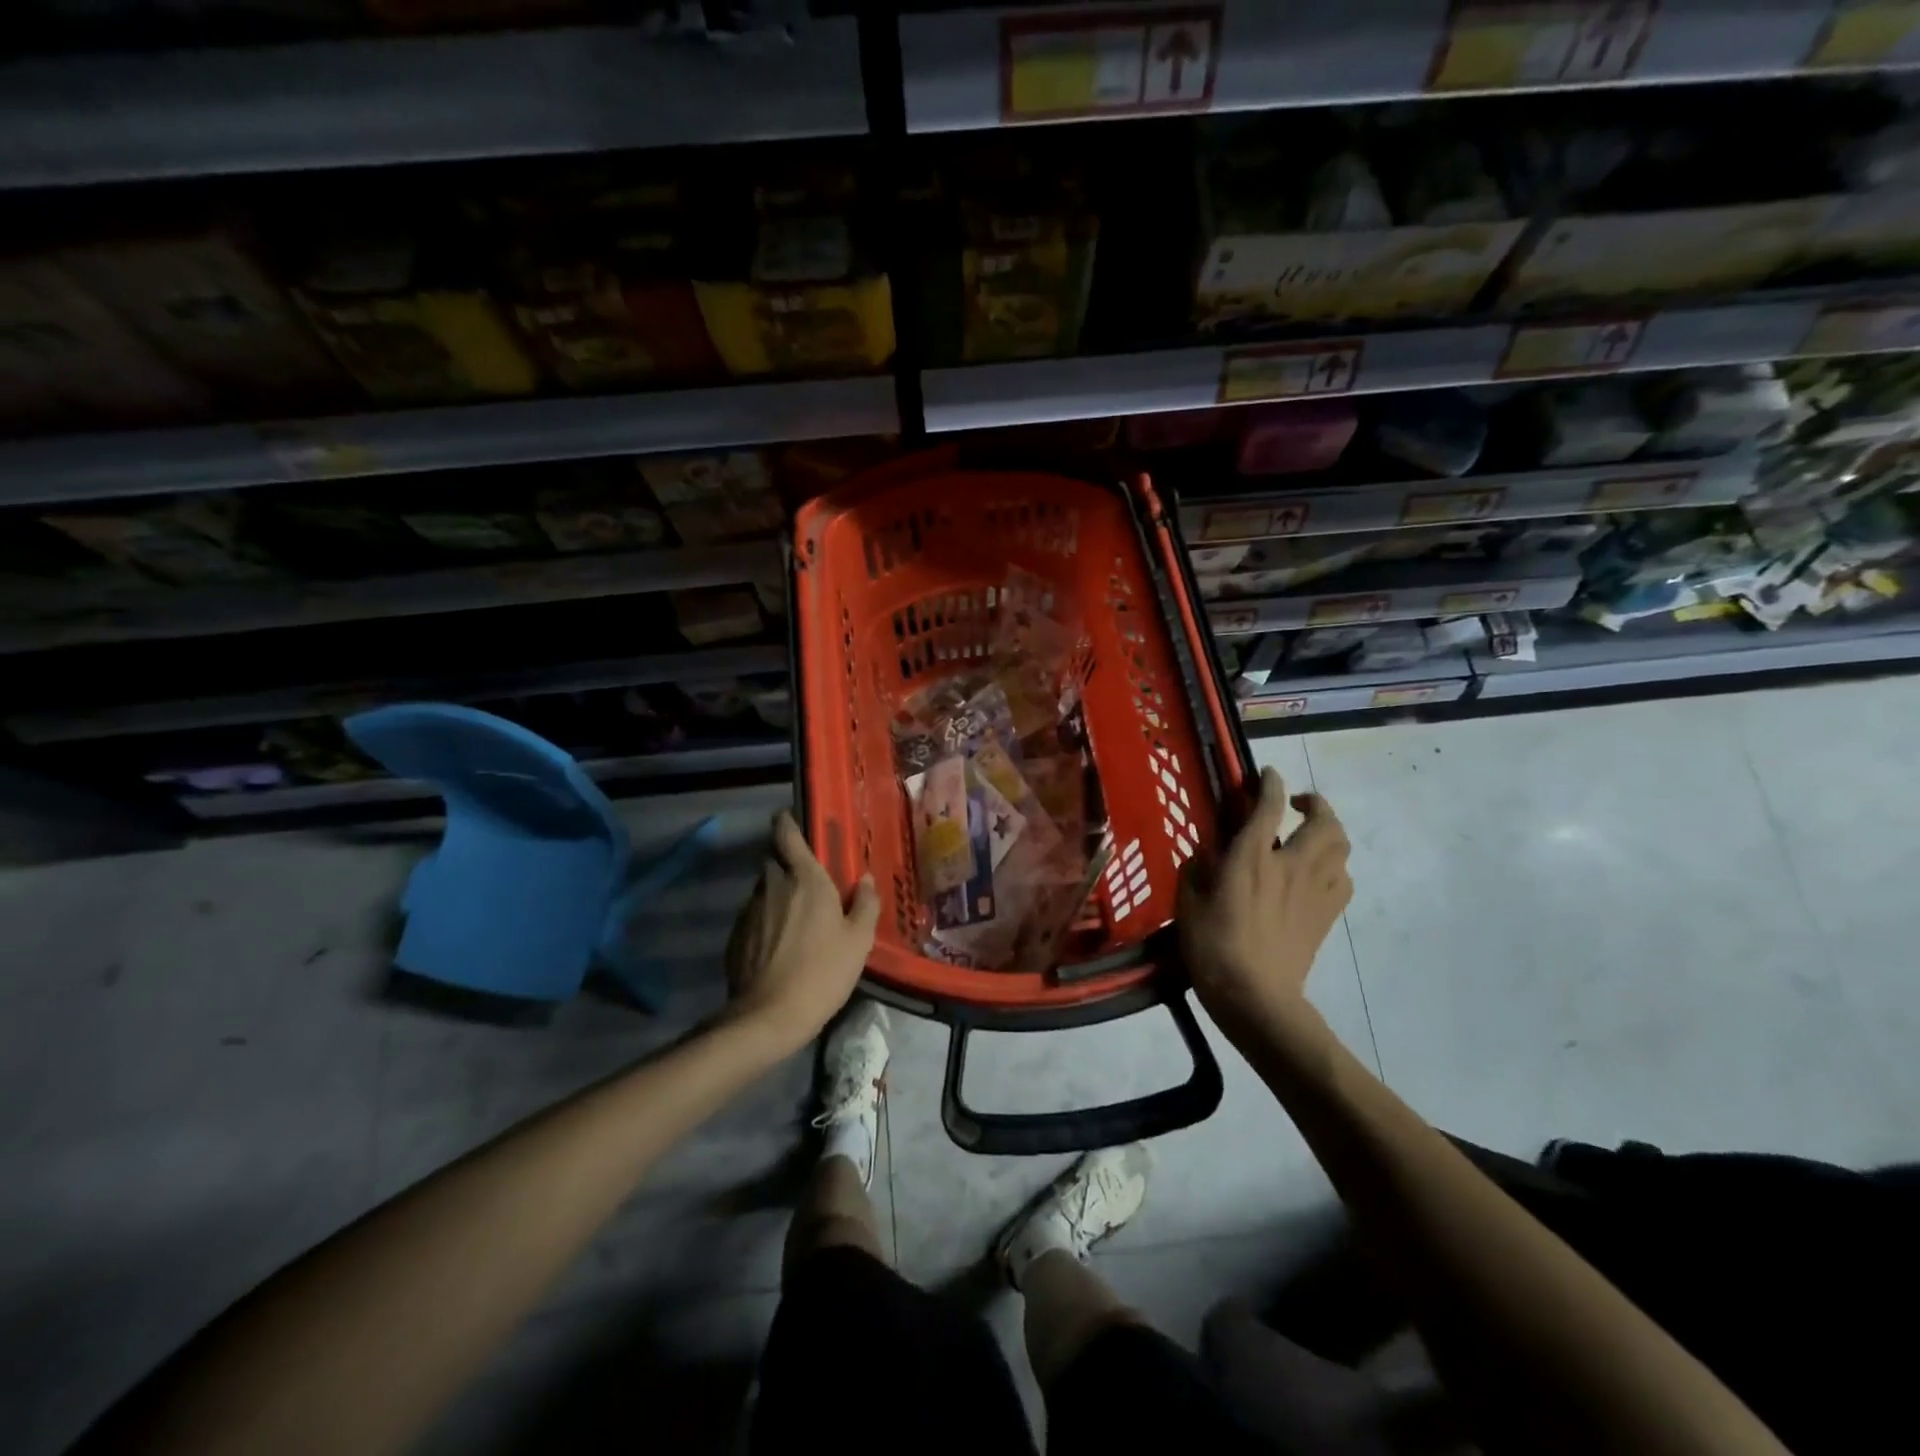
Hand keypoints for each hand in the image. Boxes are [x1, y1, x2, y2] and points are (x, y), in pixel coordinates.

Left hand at [723, 811, 879, 1055]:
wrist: (770, 1016)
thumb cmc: (823, 971)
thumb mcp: (859, 941)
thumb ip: (865, 904)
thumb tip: (866, 879)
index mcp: (805, 878)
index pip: (787, 834)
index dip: (786, 822)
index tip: (789, 818)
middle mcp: (772, 885)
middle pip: (773, 861)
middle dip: (785, 864)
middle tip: (805, 883)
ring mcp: (749, 910)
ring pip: (762, 890)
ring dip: (775, 895)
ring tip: (793, 920)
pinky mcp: (735, 936)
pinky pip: (752, 916)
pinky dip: (764, 921)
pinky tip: (777, 946)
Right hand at [1179, 767, 1351, 1041]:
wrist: (1255, 997)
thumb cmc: (1213, 947)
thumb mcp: (1188, 903)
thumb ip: (1196, 871)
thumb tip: (1205, 854)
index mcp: (1252, 858)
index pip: (1268, 806)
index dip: (1270, 783)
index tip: (1266, 775)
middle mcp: (1291, 865)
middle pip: (1324, 821)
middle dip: (1315, 803)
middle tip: (1297, 805)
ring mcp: (1314, 891)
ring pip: (1341, 847)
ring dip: (1330, 832)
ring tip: (1310, 835)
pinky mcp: (1326, 915)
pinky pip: (1343, 878)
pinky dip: (1334, 866)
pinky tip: (1316, 873)